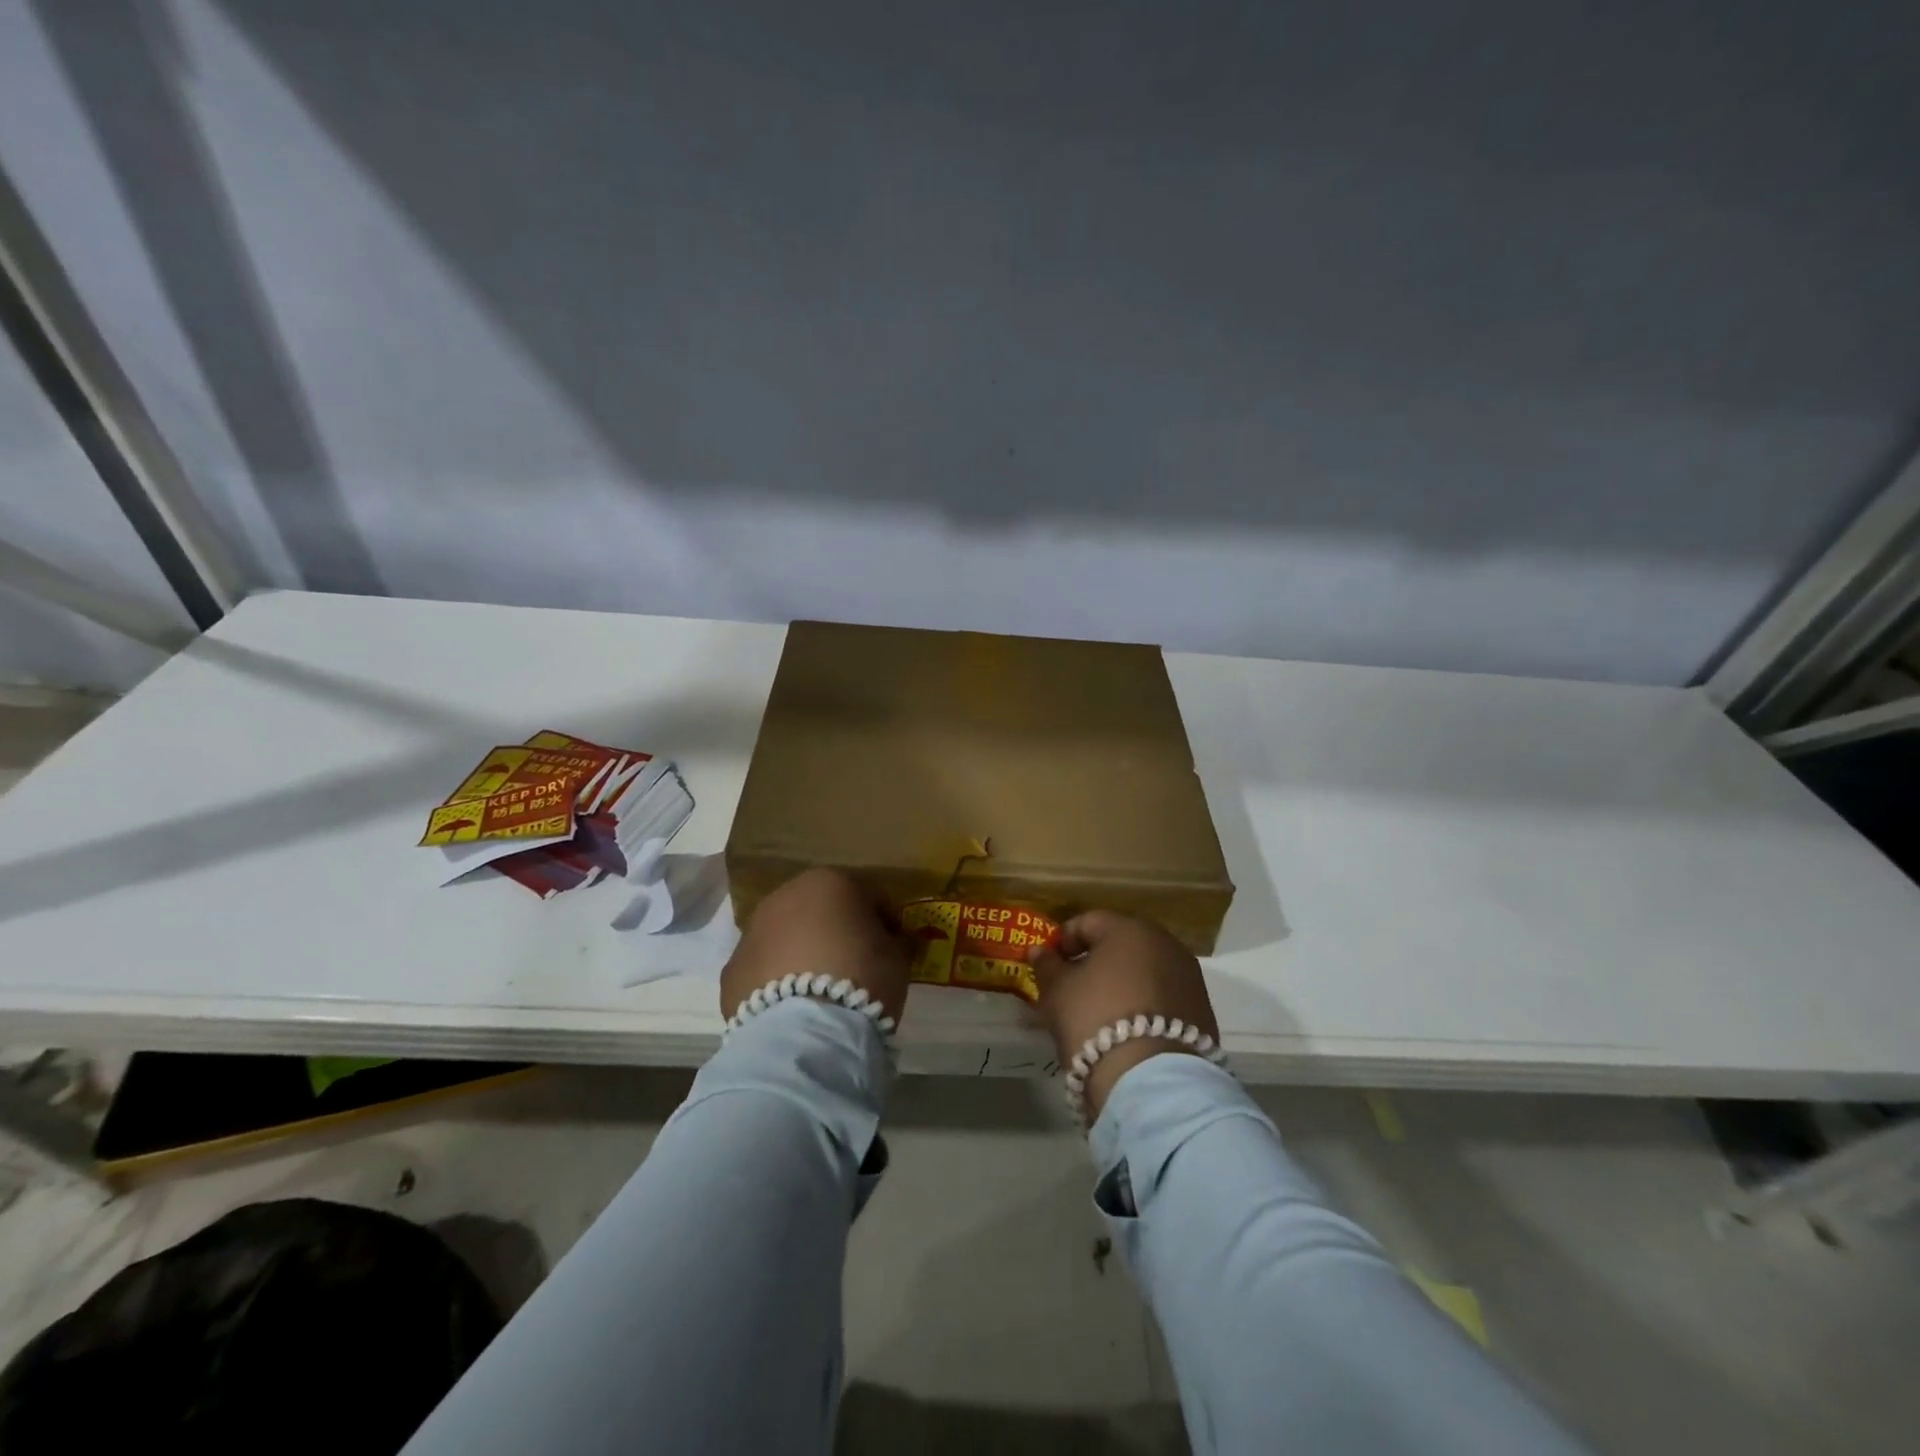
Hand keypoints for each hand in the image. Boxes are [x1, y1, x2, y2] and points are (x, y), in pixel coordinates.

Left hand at [721, 868, 911, 1025]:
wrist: (804, 1034)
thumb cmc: (861, 979)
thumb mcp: (897, 957)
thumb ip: (893, 940)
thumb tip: (891, 940)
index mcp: (829, 882)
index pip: (868, 895)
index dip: (885, 920)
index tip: (895, 945)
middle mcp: (785, 897)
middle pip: (820, 909)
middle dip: (836, 930)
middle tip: (855, 964)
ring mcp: (752, 932)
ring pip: (786, 936)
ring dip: (802, 952)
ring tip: (820, 989)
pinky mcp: (732, 970)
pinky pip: (763, 969)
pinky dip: (775, 980)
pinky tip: (792, 1007)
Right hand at [1028, 911, 1219, 1121]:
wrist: (1152, 1081)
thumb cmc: (1095, 1019)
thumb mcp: (1058, 991)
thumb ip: (1047, 965)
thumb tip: (1039, 950)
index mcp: (1129, 929)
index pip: (1088, 922)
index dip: (1063, 940)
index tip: (1048, 964)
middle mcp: (1165, 943)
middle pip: (1120, 944)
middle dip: (1094, 960)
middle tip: (1071, 987)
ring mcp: (1188, 976)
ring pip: (1144, 969)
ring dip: (1121, 982)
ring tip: (1099, 1011)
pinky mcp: (1201, 1009)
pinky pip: (1163, 996)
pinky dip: (1144, 1003)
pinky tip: (1127, 1028)